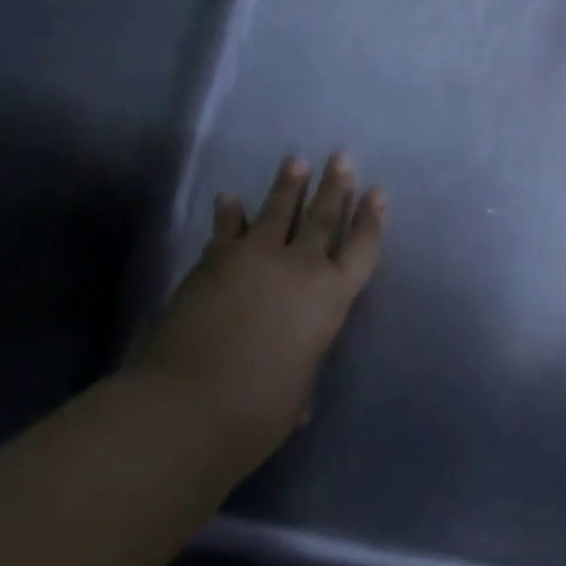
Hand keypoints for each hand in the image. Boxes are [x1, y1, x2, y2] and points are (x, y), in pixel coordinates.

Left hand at [135, 154, 383, 455]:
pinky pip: (227, 228)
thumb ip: (300, 364)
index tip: (377, 192)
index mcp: (331, 297)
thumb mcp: (298, 389)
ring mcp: (255, 258)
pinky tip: (230, 197)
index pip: (361, 248)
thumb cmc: (259, 409)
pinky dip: (230, 212)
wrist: (189, 404)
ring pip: (278, 211)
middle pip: (323, 217)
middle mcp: (299, 267)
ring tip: (296, 161)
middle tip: (341, 155)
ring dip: (288, 185)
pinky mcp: (214, 261)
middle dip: (335, 186)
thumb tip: (289, 365)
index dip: (371, 219)